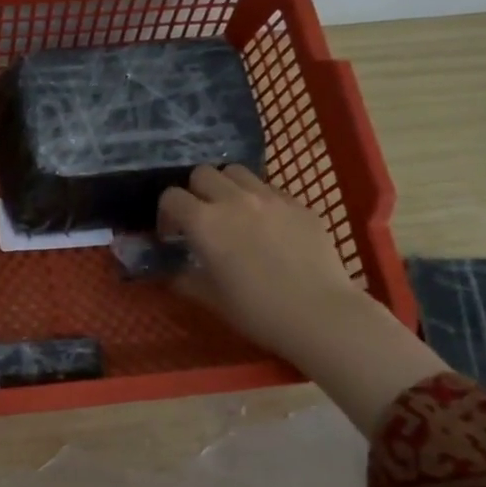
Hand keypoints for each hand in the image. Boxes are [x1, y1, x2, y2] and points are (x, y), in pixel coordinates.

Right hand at [158, 165, 361, 359]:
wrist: (319, 314)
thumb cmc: (256, 310)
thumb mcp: (210, 299)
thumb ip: (184, 280)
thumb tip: (173, 274)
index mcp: (205, 222)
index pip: (171, 197)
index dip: (166, 213)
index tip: (172, 235)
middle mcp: (234, 200)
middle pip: (203, 173)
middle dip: (195, 192)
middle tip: (202, 219)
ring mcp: (271, 198)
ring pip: (237, 172)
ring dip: (227, 187)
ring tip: (233, 213)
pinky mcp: (300, 204)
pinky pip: (271, 189)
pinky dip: (260, 200)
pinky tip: (268, 227)